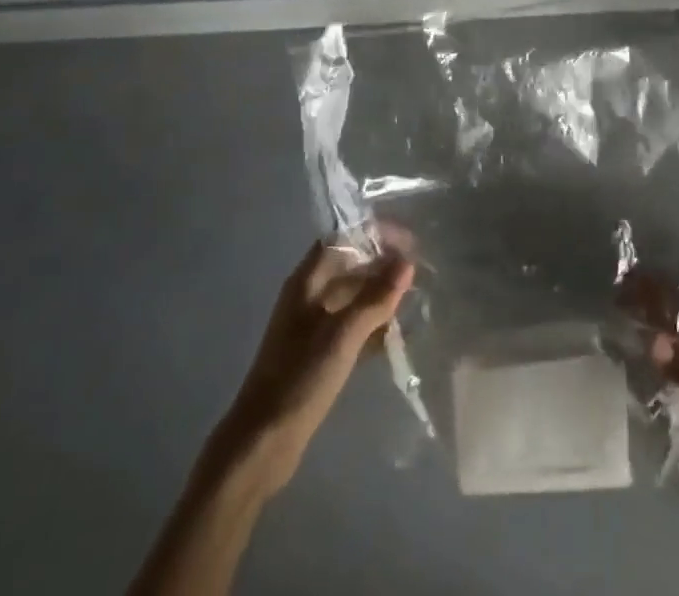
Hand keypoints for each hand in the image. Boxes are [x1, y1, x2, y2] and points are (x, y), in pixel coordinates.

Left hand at [211, 241, 414, 497]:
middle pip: (348, 266)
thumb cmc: (300, 379)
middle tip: (416, 273)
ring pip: (351, 298)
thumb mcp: (342, 336)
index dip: (373, 235)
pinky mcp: (317, 354)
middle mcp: (307, 296)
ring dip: (378, 297)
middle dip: (380, 266)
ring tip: (412, 302)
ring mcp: (311, 326)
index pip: (342, 239)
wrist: (262, 444)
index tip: (406, 242)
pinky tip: (394, 337)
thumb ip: (375, 298)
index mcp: (306, 281)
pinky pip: (350, 326)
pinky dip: (370, 325)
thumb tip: (407, 263)